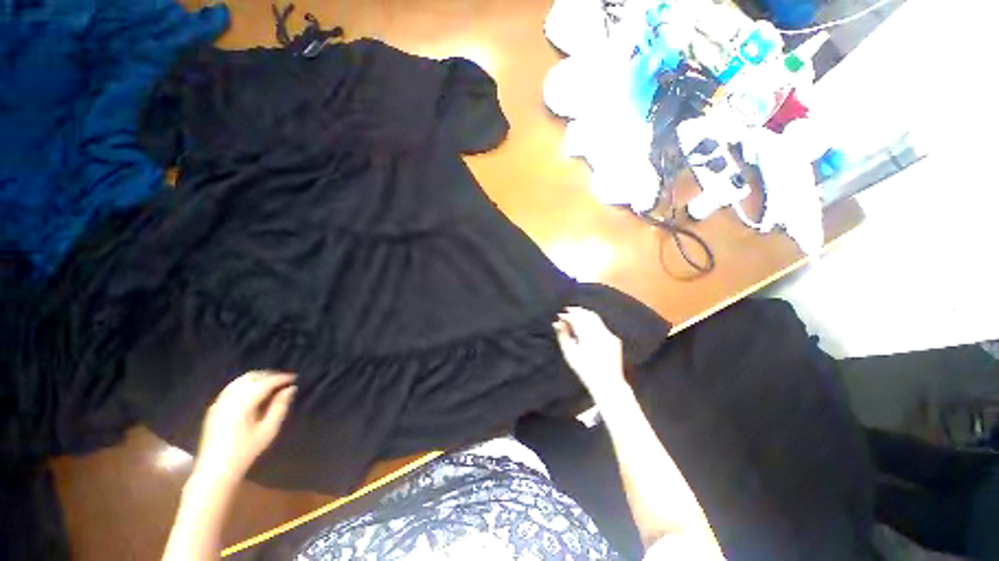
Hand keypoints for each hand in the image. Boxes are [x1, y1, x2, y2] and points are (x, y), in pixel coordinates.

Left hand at [193, 371, 296, 484]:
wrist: (216, 469)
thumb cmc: (246, 450)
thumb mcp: (269, 430)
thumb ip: (280, 406)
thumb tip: (290, 389)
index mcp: (243, 403)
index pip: (266, 382)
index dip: (282, 378)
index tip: (295, 378)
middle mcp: (229, 398)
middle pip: (251, 377)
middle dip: (269, 375)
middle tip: (284, 380)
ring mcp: (219, 402)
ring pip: (240, 381)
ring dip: (257, 378)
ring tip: (272, 384)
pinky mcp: (214, 407)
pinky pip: (232, 388)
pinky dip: (246, 384)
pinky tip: (254, 392)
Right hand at [553, 307, 625, 394]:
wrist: (607, 383)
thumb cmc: (584, 369)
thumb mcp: (569, 353)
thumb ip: (563, 335)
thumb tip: (557, 323)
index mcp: (588, 337)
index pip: (577, 319)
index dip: (568, 315)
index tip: (560, 315)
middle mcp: (600, 334)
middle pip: (587, 315)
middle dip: (577, 311)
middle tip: (567, 311)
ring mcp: (609, 336)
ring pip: (596, 318)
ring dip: (585, 315)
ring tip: (576, 315)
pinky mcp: (615, 339)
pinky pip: (602, 326)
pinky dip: (593, 323)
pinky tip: (587, 327)